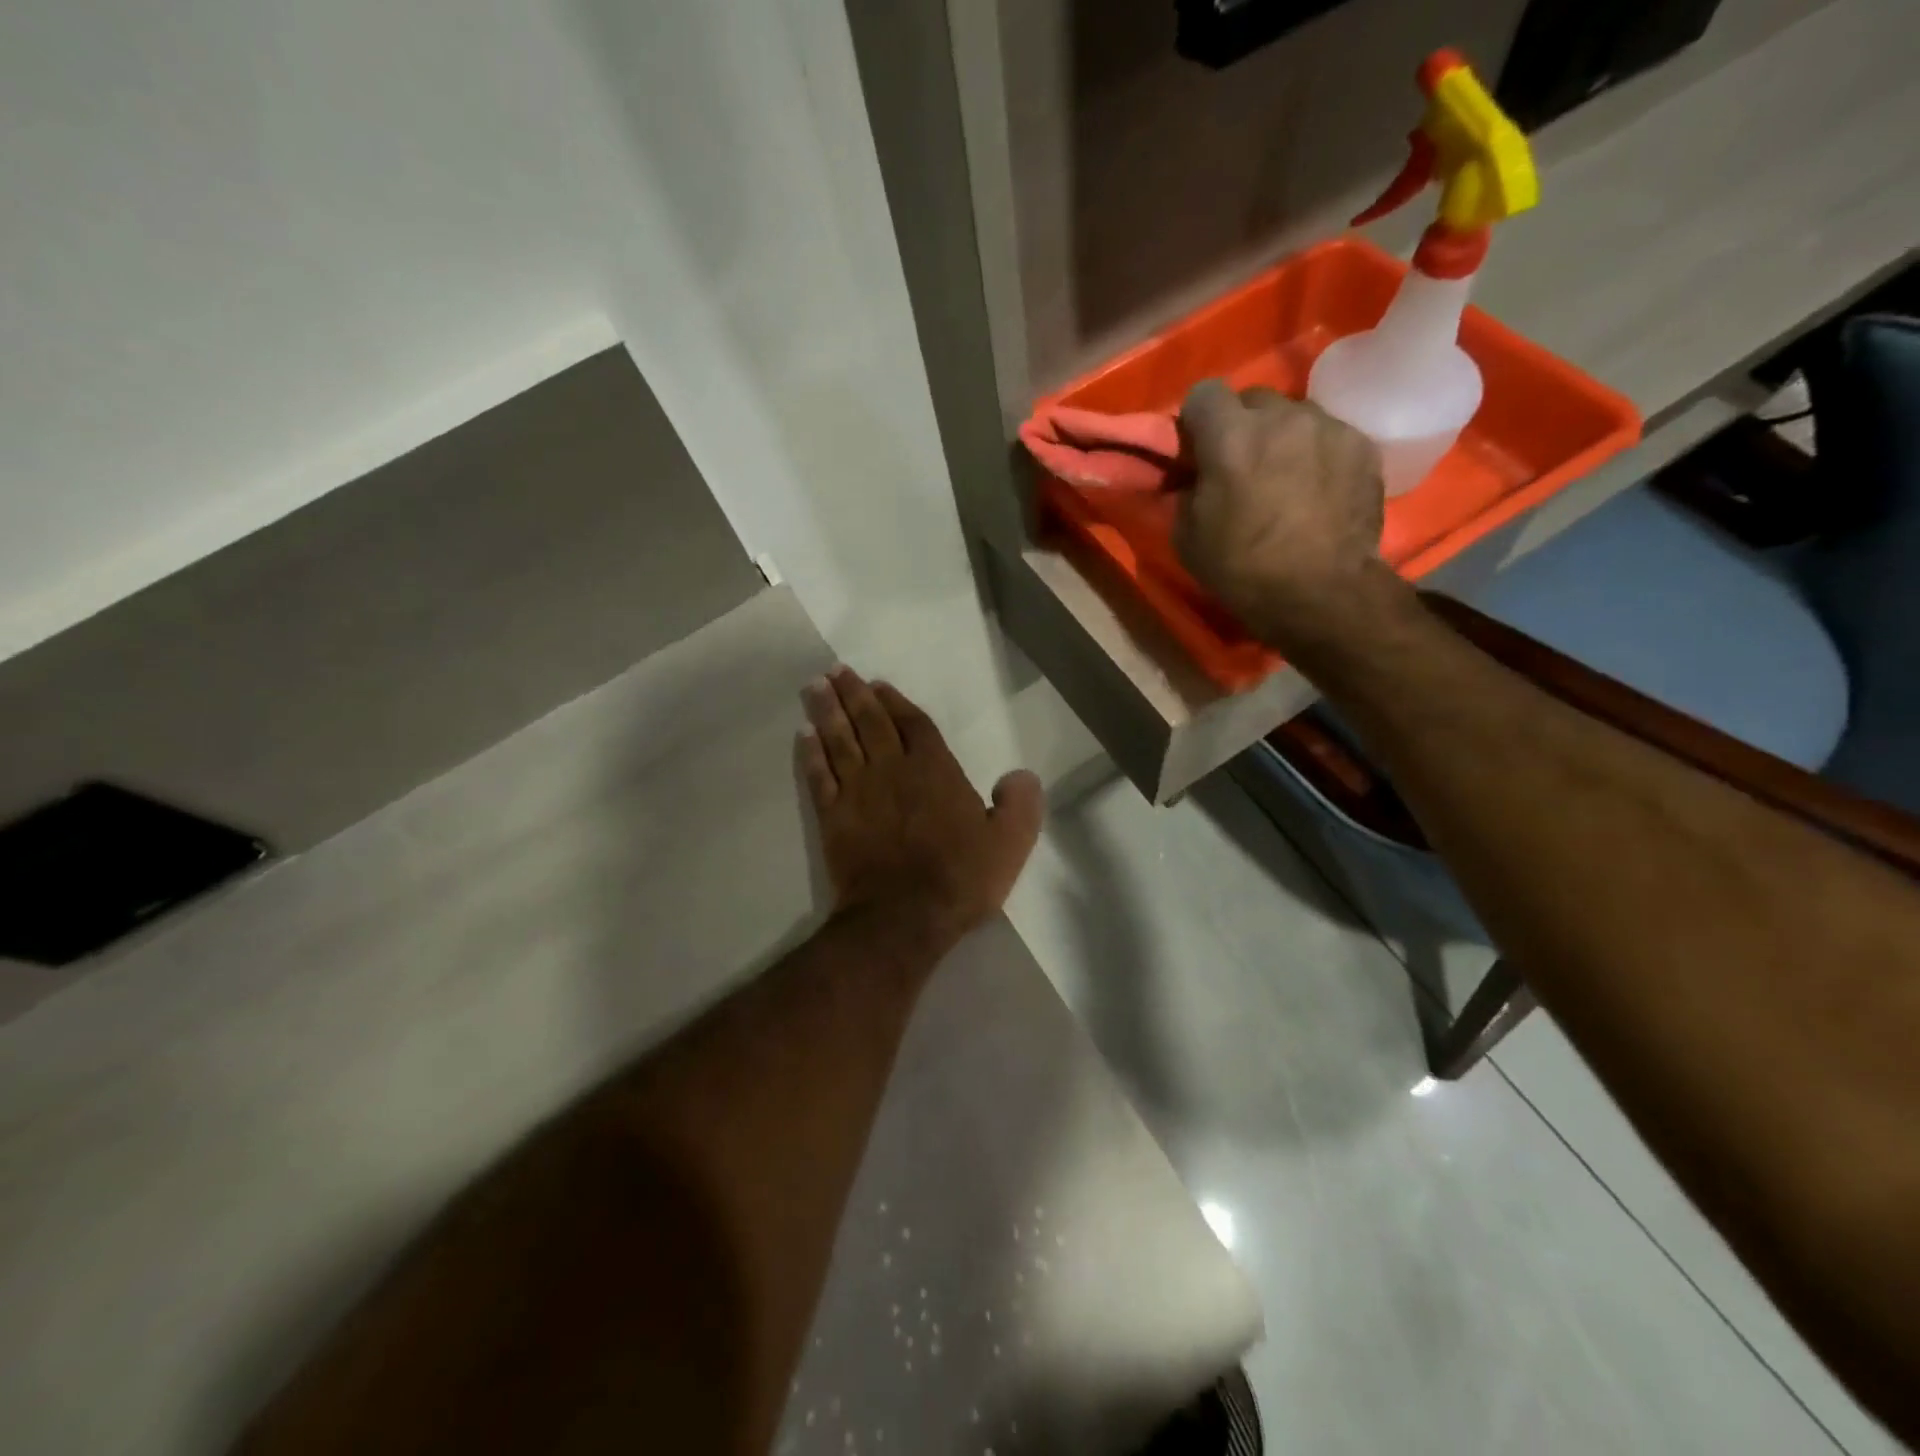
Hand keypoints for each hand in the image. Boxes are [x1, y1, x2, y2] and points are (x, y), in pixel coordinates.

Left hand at [796, 667, 1042, 945]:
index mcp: (934, 770)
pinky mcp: (833, 817)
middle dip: (854, 694)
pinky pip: (818, 776)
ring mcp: (858, 792)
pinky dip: (810, 754)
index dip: (895, 701)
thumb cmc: (960, 878)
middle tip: (835, 671)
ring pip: (839, 741)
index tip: (877, 684)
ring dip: (826, 712)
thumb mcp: (1010, 843)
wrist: (904, 917)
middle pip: (870, 722)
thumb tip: (1021, 774)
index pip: (914, 724)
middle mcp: (892, 770)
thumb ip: (1019, 804)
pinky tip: (803, 736)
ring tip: (814, 688)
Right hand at [1175, 381, 1389, 646]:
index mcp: (1230, 436)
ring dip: (1282, 438)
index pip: (1203, 393)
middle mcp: (1281, 416)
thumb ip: (1187, 492)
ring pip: (1294, 416)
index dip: (1196, 421)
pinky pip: (1329, 437)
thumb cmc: (1243, 569)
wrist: (1322, 593)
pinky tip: (1318, 491)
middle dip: (1242, 426)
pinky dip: (1317, 455)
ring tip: (1285, 479)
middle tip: (1241, 466)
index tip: (1197, 450)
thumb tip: (1194, 478)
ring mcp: (1328, 427)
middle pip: (1253, 400)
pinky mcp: (1363, 446)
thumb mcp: (1187, 537)